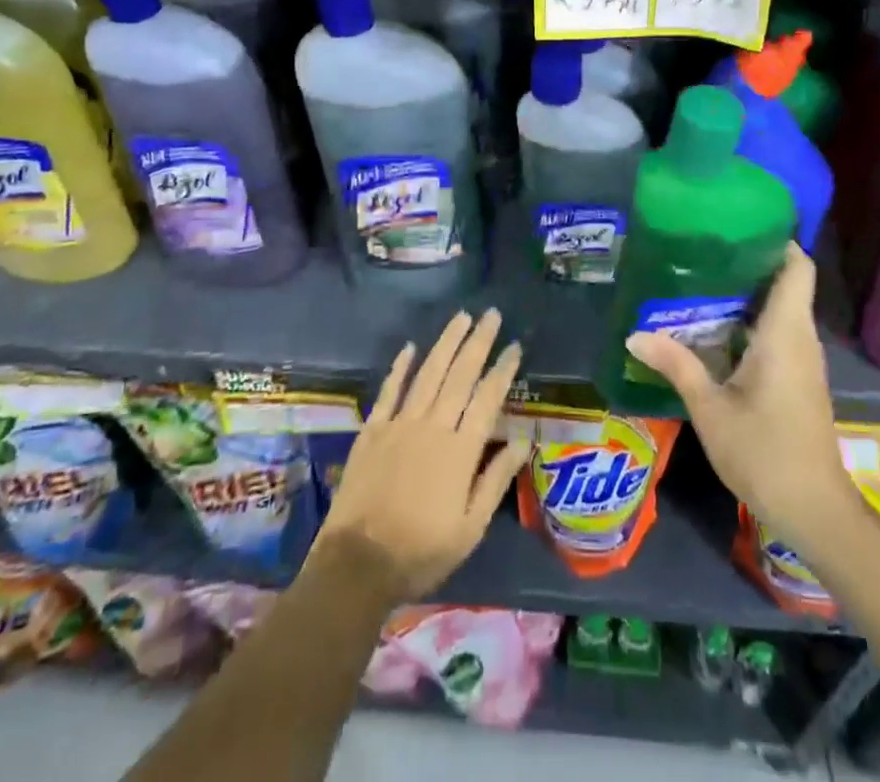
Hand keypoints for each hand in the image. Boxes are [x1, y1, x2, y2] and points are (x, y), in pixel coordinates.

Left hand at [312, 309, 527, 604]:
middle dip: (478, 342)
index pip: (487, 399)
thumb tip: (522, 440)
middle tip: (492, 314)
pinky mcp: (372, 431)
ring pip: (428, 373)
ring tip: (461, 317)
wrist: (357, 565)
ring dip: (446, 343)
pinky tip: (410, 347)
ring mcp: (399, 425)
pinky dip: (400, 367)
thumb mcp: (470, 528)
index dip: (503, 370)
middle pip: (460, 375)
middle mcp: (432, 427)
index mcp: (460, 451)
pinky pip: (389, 391)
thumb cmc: (421, 552)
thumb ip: (496, 479)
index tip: (515, 346)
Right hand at [625, 245, 858, 554]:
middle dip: (747, 263)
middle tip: (701, 251)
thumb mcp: (710, 408)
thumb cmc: (764, 452)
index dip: (776, 240)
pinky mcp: (799, 379)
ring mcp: (803, 360)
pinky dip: (750, 321)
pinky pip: (777, 333)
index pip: (797, 267)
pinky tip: (713, 329)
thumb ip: (676, 366)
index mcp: (785, 332)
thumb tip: (634, 334)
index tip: (737, 225)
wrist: (815, 511)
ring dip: (746, 294)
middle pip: (785, 282)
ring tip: (699, 282)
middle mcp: (800, 337)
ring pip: (780, 309)